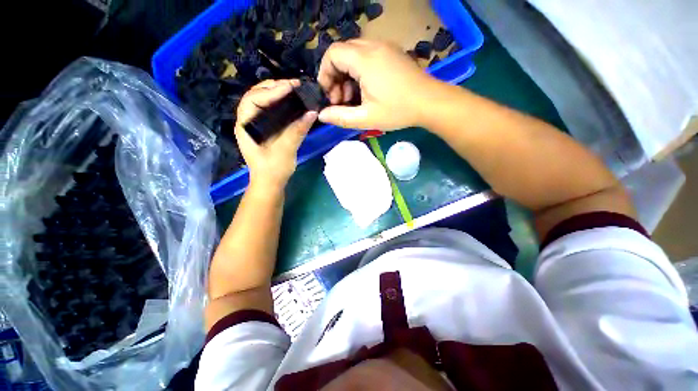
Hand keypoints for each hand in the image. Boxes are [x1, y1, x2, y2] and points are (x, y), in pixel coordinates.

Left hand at [234, 79, 317, 191]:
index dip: (271, 91)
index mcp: (245, 126)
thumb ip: (297, 131)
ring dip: (278, 93)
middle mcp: (248, 121)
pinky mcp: (265, 129)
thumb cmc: (273, 170)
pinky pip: (271, 110)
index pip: (253, 100)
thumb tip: (312, 113)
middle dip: (274, 88)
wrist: (270, 183)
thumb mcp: (286, 151)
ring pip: (264, 101)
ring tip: (295, 90)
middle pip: (257, 96)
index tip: (290, 87)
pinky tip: (293, 103)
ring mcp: (256, 125)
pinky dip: (281, 103)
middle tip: (294, 85)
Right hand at [317, 39, 438, 129]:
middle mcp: (373, 46)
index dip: (325, 74)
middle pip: (342, 53)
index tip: (330, 96)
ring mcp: (385, 47)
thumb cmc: (398, 111)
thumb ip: (341, 117)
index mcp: (365, 59)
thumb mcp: (366, 118)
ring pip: (354, 55)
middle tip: (341, 100)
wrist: (430, 102)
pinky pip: (367, 56)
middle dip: (336, 77)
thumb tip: (322, 115)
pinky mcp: (392, 53)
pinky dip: (360, 72)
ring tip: (354, 99)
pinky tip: (366, 90)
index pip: (332, 54)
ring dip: (348, 76)